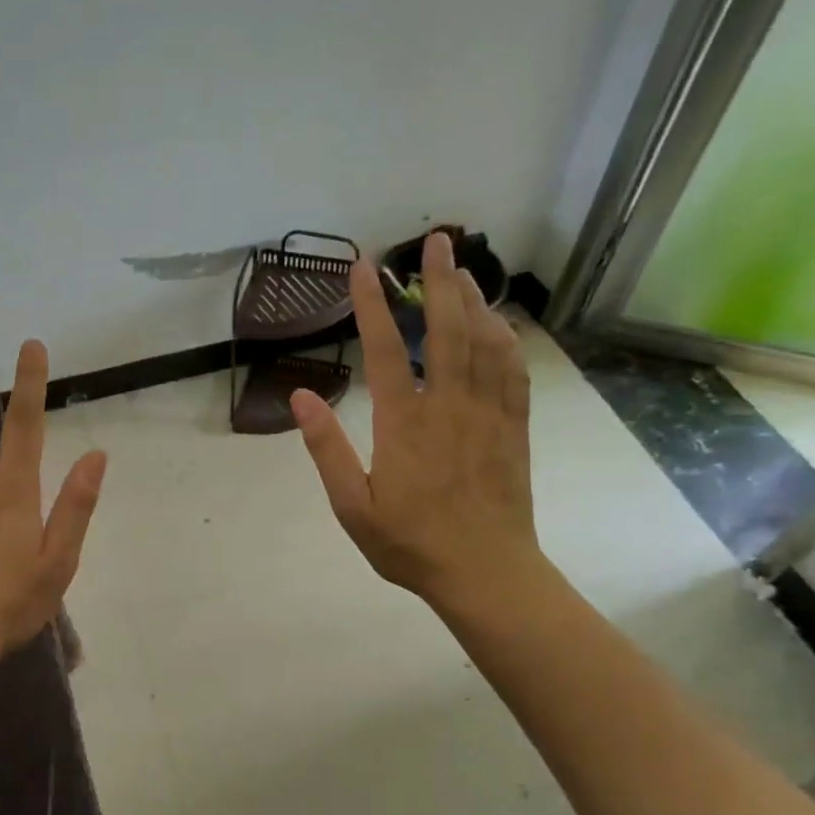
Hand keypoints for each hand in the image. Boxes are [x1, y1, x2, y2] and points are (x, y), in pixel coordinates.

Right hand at [291, 231, 541, 609]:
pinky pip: (513, 371)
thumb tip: (300, 397)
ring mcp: (487, 415)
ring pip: (484, 343)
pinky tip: (498, 324)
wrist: (485, 573)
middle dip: (439, 282)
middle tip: (438, 241)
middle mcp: (449, 407)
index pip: (386, 351)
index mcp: (404, 425)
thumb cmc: (410, 545)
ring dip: (474, 301)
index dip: (372, 306)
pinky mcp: (514, 428)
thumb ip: (327, 450)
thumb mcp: (352, 508)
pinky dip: (505, 339)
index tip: (363, 268)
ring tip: (463, 272)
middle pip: (446, 330)